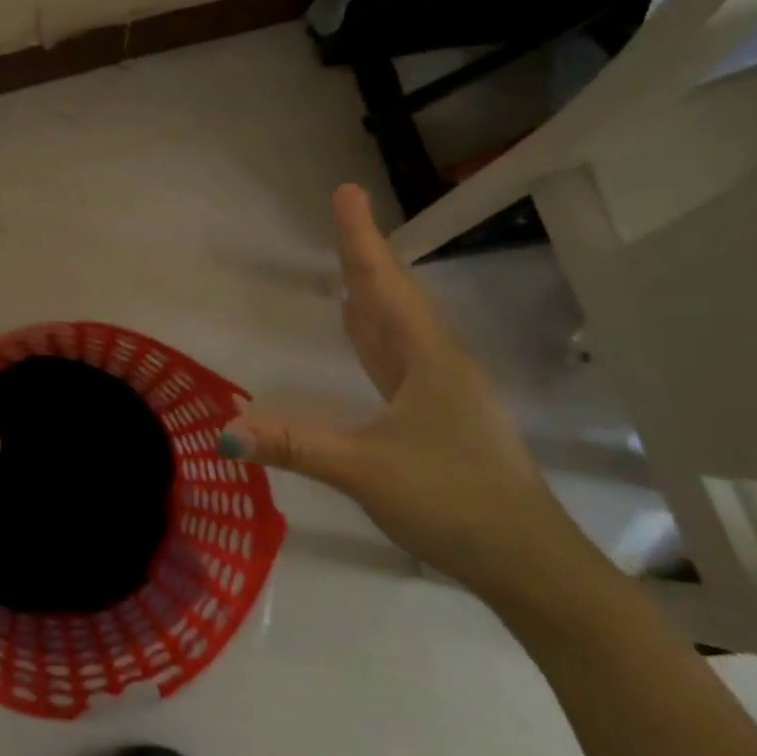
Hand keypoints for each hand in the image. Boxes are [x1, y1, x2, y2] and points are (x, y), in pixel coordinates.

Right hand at [223, 186, 606, 614]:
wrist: (531, 564)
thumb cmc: (454, 502)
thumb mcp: (366, 471)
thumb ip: (296, 446)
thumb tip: (226, 430)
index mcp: (428, 359)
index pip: (382, 286)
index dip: (360, 238)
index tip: (347, 191)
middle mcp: (438, 364)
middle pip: (392, 297)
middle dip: (364, 256)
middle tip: (344, 217)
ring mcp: (443, 392)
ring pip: (397, 328)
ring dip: (371, 293)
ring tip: (348, 265)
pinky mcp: (439, 418)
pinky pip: (397, 359)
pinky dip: (374, 336)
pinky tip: (364, 338)